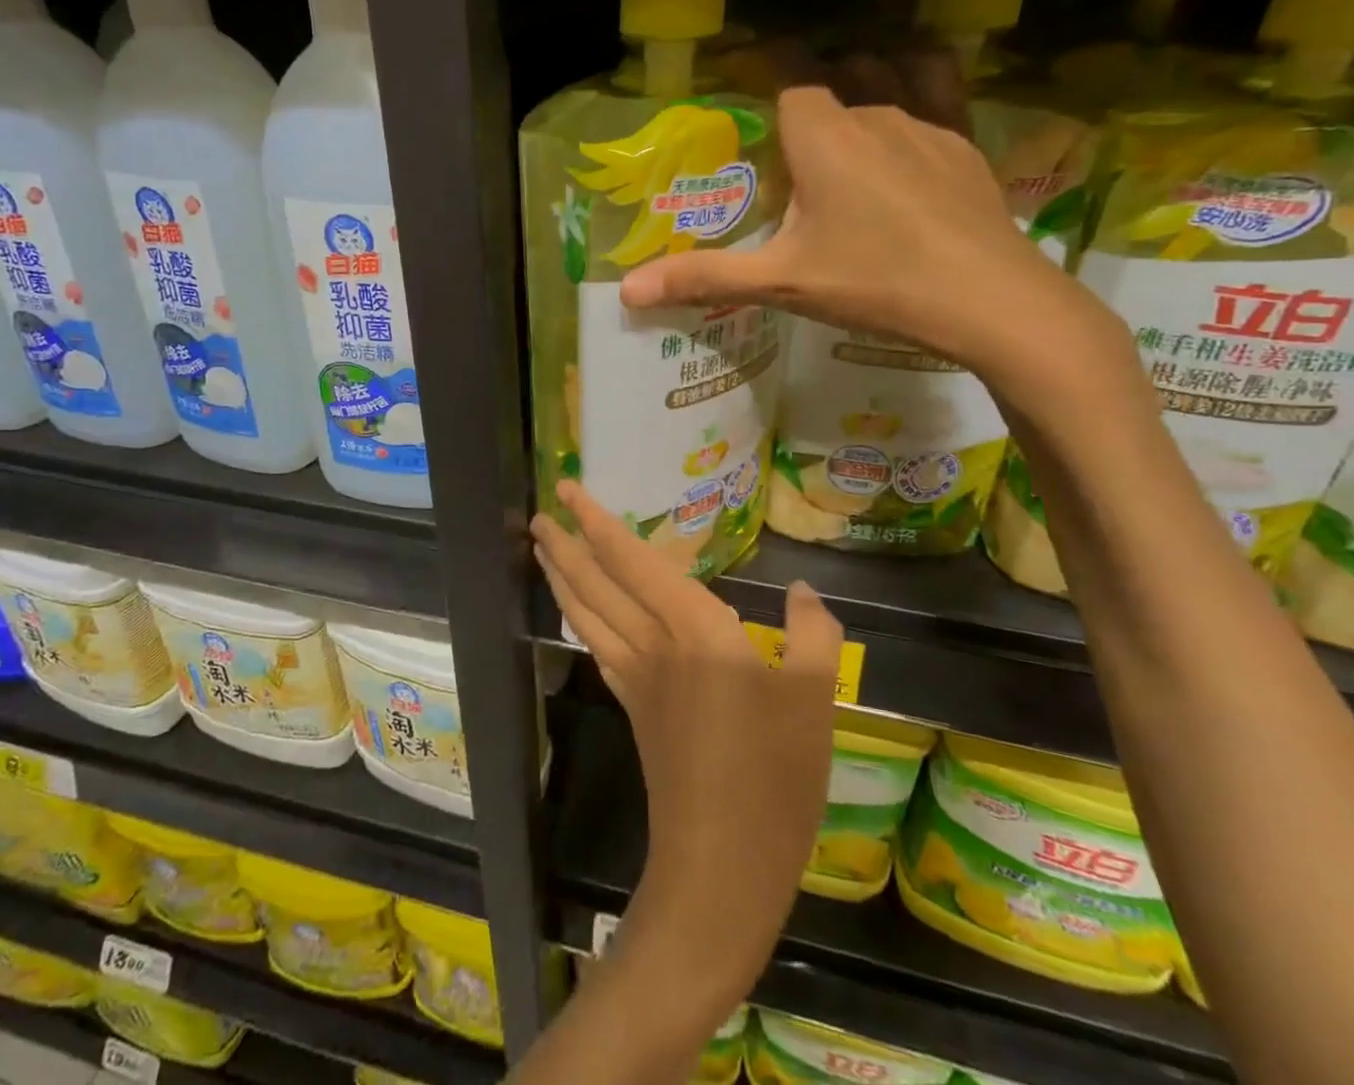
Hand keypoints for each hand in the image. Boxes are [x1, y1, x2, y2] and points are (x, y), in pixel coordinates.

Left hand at [532, 480, 840, 996]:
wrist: (723, 865)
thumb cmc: (774, 776)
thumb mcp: (814, 698)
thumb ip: (813, 635)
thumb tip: (804, 591)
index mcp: (694, 630)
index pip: (632, 560)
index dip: (596, 521)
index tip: (566, 489)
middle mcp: (653, 645)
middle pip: (596, 583)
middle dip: (564, 544)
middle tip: (538, 512)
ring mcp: (636, 680)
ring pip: (588, 614)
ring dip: (562, 577)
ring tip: (542, 549)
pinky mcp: (635, 711)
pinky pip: (598, 647)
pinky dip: (581, 620)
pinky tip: (580, 615)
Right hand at [618, 83, 1118, 395]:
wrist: (988, 299)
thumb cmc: (875, 283)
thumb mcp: (781, 284)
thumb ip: (705, 278)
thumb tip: (627, 292)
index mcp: (824, 136)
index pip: (786, 75)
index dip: (761, 64)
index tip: (738, 64)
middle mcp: (874, 112)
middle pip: (834, 75)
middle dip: (806, 84)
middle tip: (784, 122)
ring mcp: (926, 123)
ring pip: (886, 75)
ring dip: (858, 78)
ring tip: (839, 105)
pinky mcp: (964, 143)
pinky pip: (937, 90)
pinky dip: (916, 83)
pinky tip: (908, 109)